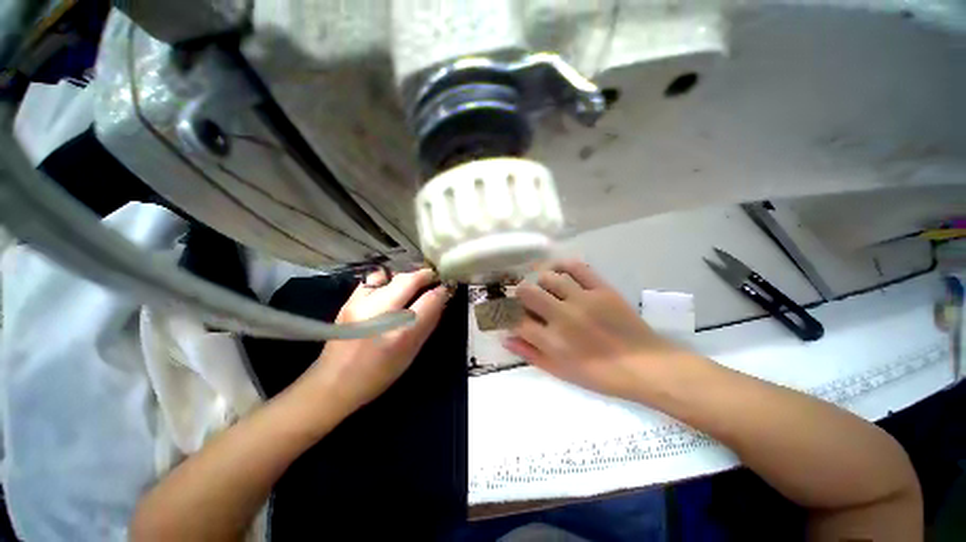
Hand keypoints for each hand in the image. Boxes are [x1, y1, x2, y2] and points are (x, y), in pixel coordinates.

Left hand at [302, 269, 449, 414]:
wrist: (334, 383)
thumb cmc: (379, 374)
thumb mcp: (411, 353)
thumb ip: (428, 323)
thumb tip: (440, 300)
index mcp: (400, 333)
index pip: (429, 300)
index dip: (441, 291)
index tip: (446, 287)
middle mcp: (380, 313)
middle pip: (409, 280)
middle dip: (426, 275)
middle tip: (434, 277)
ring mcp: (361, 304)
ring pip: (392, 275)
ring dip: (408, 276)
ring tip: (414, 283)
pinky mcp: (348, 301)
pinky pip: (374, 279)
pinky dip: (388, 278)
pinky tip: (391, 286)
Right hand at [505, 260, 685, 401]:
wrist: (646, 366)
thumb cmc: (600, 375)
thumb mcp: (560, 372)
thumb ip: (530, 354)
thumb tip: (505, 338)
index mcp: (552, 341)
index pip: (517, 320)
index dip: (509, 315)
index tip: (511, 314)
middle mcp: (563, 317)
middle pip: (527, 293)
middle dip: (520, 294)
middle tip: (526, 299)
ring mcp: (583, 299)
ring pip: (549, 277)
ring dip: (540, 281)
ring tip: (545, 287)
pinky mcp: (601, 289)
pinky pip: (577, 267)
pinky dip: (563, 265)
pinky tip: (559, 270)